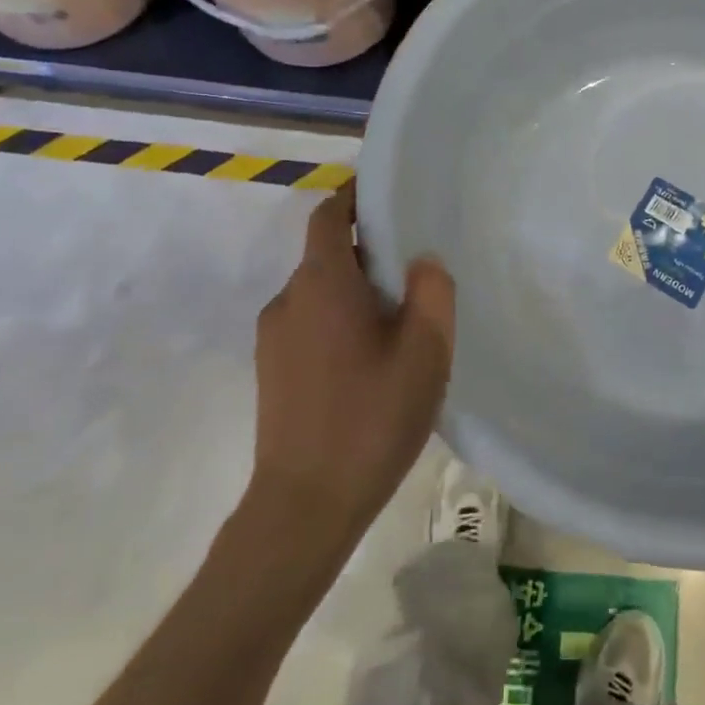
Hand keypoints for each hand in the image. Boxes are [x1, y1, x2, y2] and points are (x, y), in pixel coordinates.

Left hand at [247, 183, 455, 542]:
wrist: (304, 506)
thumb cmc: (371, 417)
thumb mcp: (426, 351)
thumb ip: (432, 292)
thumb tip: (422, 260)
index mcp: (321, 284)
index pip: (329, 215)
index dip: (356, 198)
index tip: (391, 198)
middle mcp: (288, 300)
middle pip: (327, 254)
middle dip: (369, 251)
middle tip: (417, 270)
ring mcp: (274, 338)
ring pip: (320, 293)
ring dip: (356, 292)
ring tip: (401, 321)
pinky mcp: (272, 371)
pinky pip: (310, 323)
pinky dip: (340, 321)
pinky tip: (373, 359)